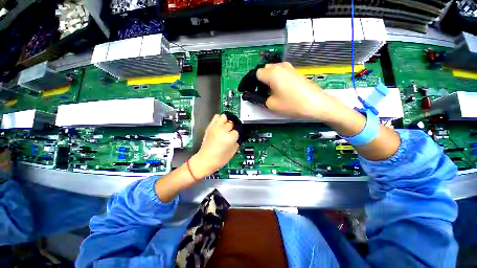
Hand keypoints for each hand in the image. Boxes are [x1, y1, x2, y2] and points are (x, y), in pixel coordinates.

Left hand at [189, 114, 238, 178]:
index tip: (234, 139)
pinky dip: (219, 119)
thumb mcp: (233, 152)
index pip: (237, 131)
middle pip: (231, 123)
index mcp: (229, 138)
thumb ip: (237, 142)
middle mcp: (222, 130)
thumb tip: (237, 137)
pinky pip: (216, 117)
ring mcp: (215, 128)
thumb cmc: (219, 159)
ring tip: (225, 127)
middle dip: (231, 128)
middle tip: (230, 133)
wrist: (205, 160)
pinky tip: (220, 125)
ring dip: (226, 121)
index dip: (236, 136)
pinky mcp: (209, 127)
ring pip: (224, 117)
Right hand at [256, 62, 340, 120]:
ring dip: (267, 79)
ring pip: (273, 70)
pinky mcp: (295, 72)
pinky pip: (281, 72)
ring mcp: (289, 68)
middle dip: (259, 80)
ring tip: (269, 91)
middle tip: (259, 92)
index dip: (250, 82)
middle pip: (264, 70)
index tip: (248, 90)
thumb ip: (260, 98)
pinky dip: (276, 79)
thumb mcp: (272, 104)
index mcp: (272, 73)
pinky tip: (279, 89)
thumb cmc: (292, 104)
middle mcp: (280, 66)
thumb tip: (256, 95)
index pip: (256, 74)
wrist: (316, 103)